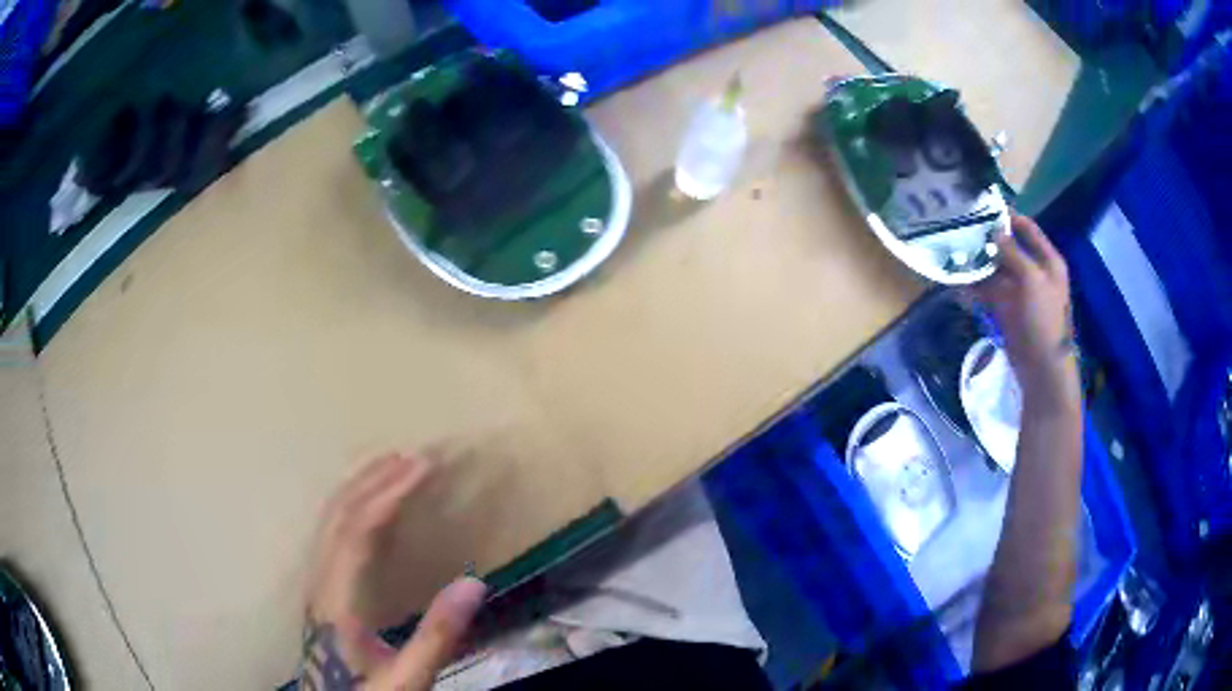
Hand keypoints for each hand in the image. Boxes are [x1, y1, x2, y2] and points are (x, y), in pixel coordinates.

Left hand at [301, 453, 486, 690]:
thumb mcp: (407, 678)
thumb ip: (437, 636)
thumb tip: (474, 583)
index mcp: (337, 600)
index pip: (359, 532)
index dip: (390, 494)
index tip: (423, 467)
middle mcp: (320, 581)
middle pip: (339, 516)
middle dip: (375, 480)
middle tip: (413, 457)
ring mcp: (317, 582)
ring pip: (330, 520)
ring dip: (360, 487)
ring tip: (392, 466)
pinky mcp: (322, 588)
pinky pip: (332, 532)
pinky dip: (352, 506)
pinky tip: (369, 507)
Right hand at [973, 214, 1076, 400]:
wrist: (1042, 368)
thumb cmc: (1044, 320)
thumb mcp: (1032, 281)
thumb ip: (1013, 254)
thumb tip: (994, 232)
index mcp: (1047, 261)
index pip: (1027, 229)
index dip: (1008, 217)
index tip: (983, 207)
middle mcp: (1033, 272)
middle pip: (1008, 248)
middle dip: (987, 240)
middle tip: (962, 229)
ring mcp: (1019, 291)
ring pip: (995, 270)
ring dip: (978, 264)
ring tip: (954, 253)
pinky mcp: (1006, 309)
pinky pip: (988, 292)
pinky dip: (974, 287)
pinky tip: (957, 282)